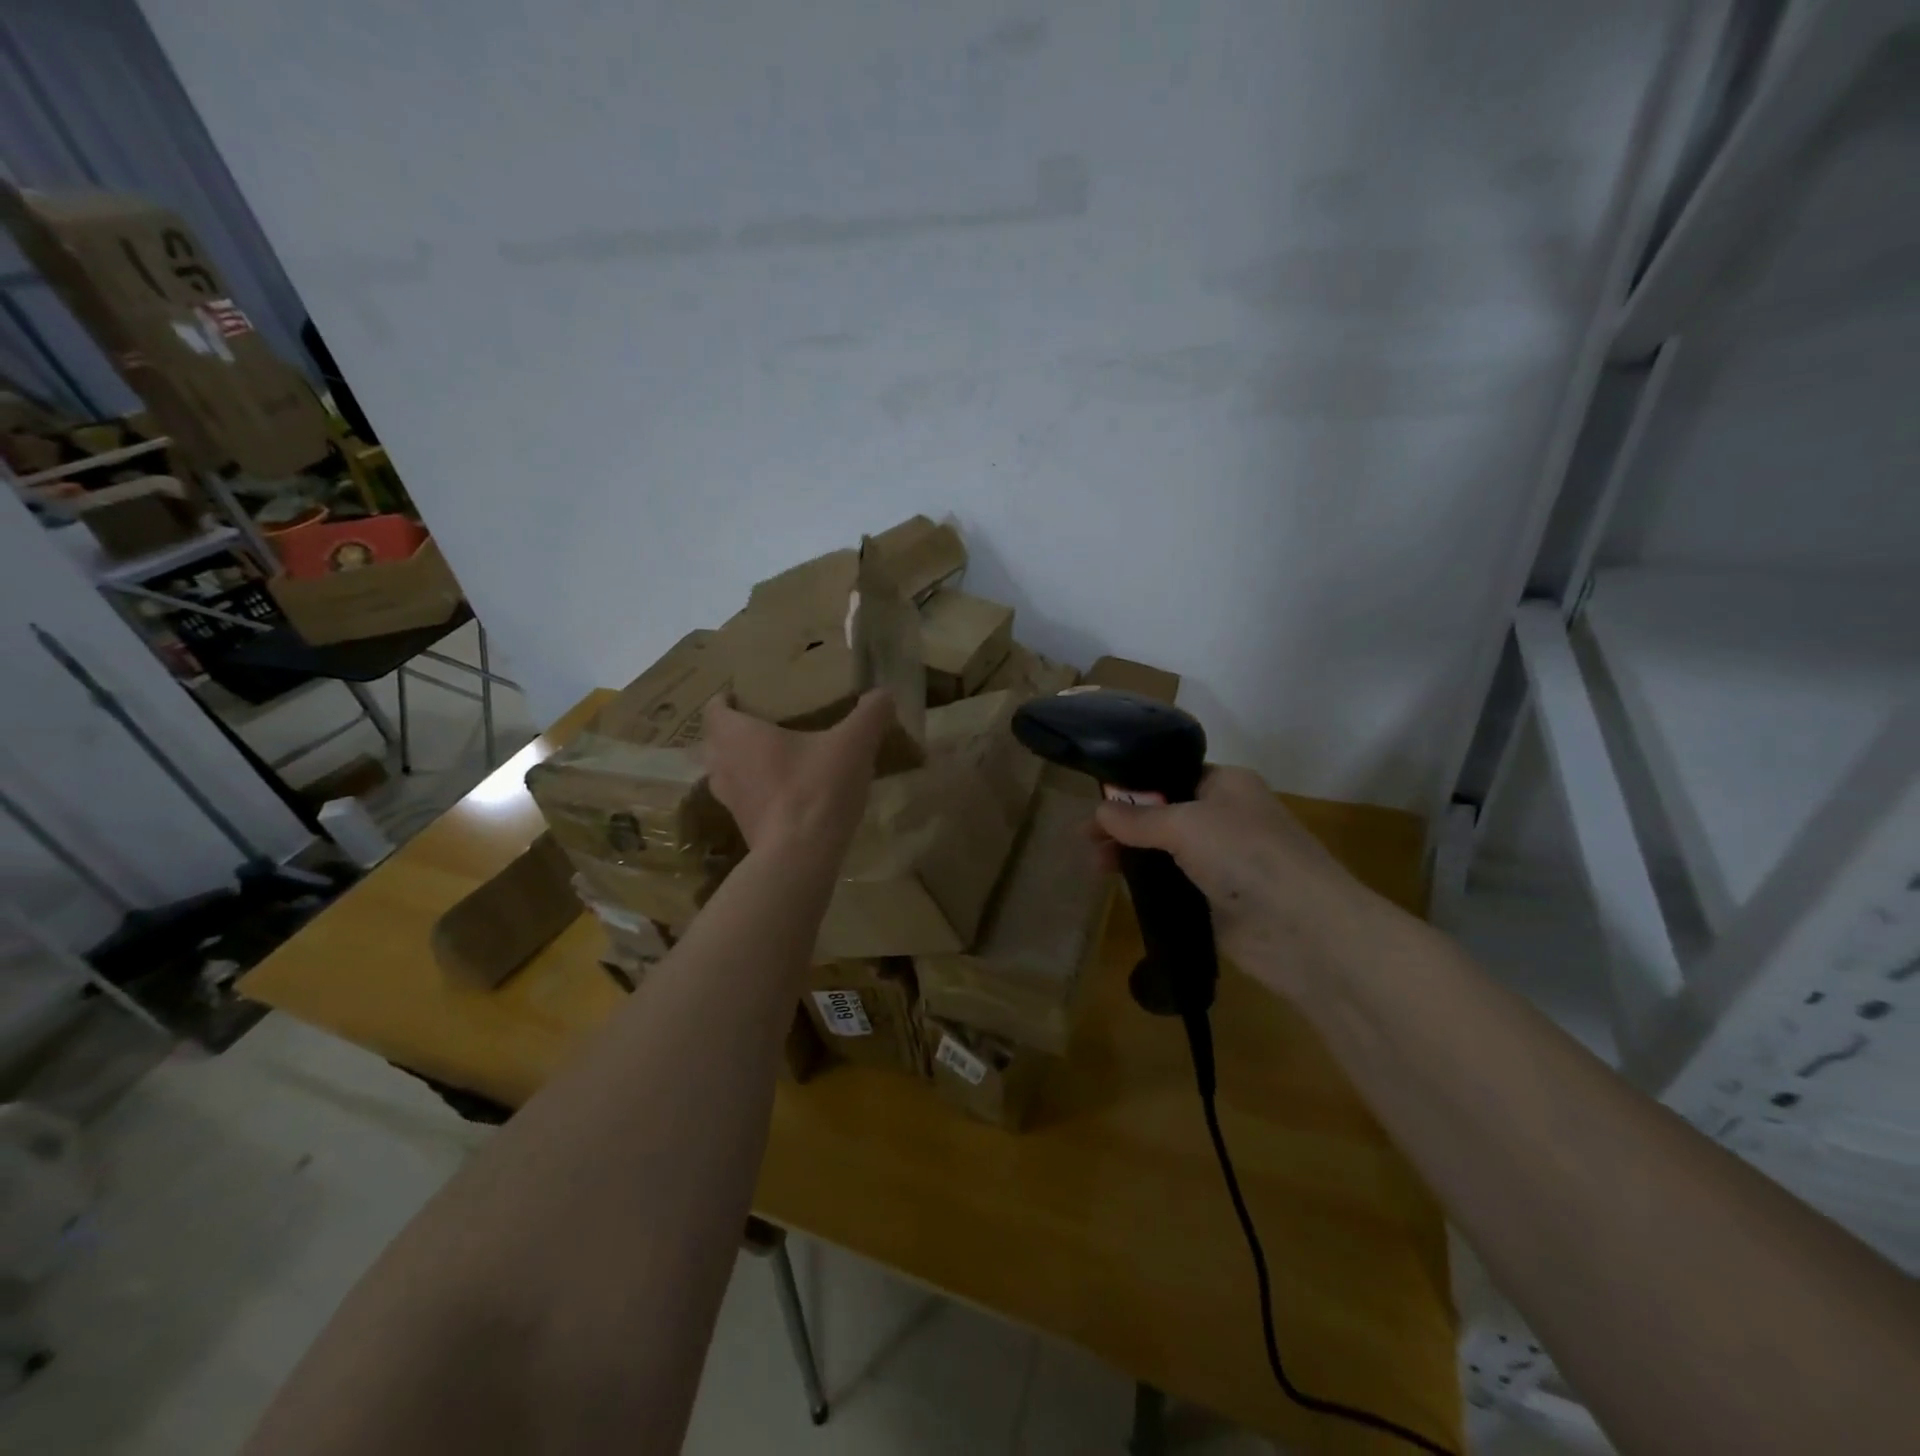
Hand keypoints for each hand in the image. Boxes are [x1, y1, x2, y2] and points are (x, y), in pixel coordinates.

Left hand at [702, 691, 893, 856]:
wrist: (800, 856)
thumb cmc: (817, 788)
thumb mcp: (853, 744)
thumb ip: (869, 715)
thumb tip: (884, 693)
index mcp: (739, 735)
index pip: (715, 710)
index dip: (725, 700)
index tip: (742, 696)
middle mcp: (723, 765)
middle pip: (715, 741)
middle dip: (733, 731)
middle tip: (761, 724)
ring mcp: (729, 801)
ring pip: (724, 773)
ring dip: (740, 764)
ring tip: (769, 758)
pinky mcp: (743, 827)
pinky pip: (742, 800)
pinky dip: (754, 792)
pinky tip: (782, 794)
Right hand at [1092, 766, 1406, 998]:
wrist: (1304, 930)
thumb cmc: (1246, 856)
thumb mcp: (1185, 825)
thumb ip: (1139, 818)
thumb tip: (1100, 811)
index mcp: (1227, 785)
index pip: (1171, 776)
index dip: (1133, 788)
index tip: (1096, 804)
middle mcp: (1226, 819)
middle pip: (1164, 815)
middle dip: (1125, 826)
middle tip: (1088, 842)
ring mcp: (1224, 863)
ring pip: (1167, 853)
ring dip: (1132, 857)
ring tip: (1096, 868)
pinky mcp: (1219, 902)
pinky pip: (1176, 887)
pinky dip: (1150, 888)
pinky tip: (1122, 891)